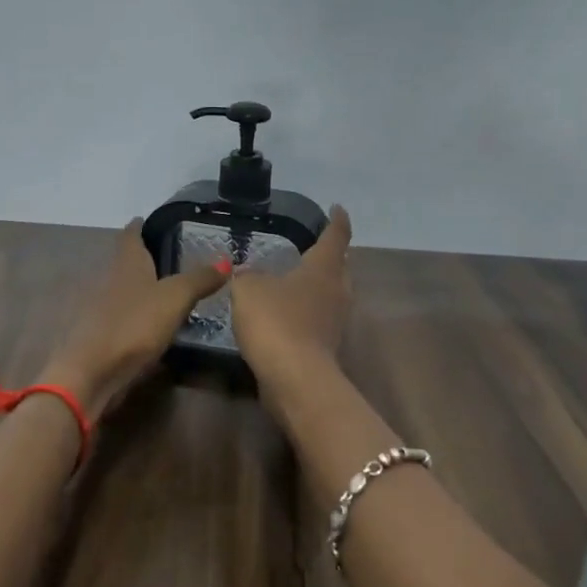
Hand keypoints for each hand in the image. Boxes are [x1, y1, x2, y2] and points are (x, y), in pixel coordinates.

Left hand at [40, 219, 230, 417]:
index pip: (131, 234)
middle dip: (146, 257)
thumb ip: (199, 279)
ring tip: (170, 290)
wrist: (92, 373)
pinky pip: (126, 317)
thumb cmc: (134, 325)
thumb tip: (226, 260)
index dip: (141, 225)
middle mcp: (110, 280)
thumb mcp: (175, 298)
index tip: (152, 221)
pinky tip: (156, 324)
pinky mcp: (103, 337)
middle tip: (174, 256)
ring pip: (126, 290)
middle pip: (127, 262)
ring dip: (143, 288)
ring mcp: (103, 310)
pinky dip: (140, 316)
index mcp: (127, 263)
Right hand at [230, 205, 352, 382]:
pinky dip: (306, 313)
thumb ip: (247, 275)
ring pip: (331, 295)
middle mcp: (337, 291)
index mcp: (324, 268)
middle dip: (330, 256)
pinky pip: (318, 320)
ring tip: (296, 280)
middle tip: (314, 246)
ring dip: (318, 286)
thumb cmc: (276, 321)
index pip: (336, 236)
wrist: (294, 378)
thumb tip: (247, 272)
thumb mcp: (249, 289)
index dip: (337, 220)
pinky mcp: (326, 347)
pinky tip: (287, 314)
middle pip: (340, 267)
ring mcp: (335, 322)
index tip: (337, 208)